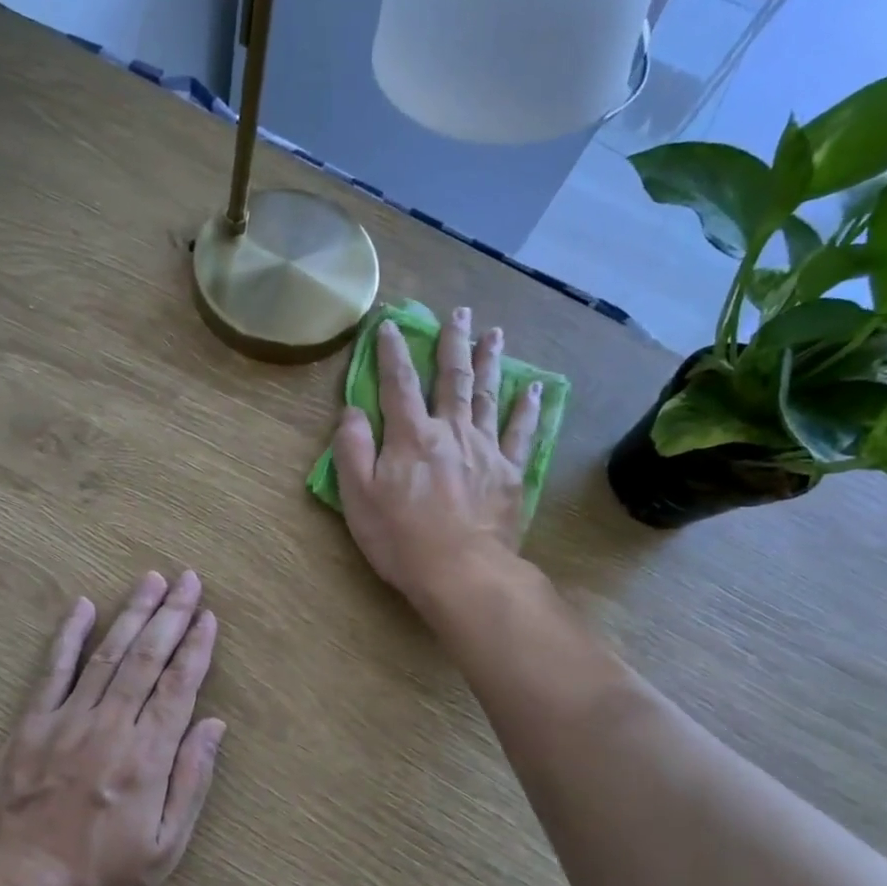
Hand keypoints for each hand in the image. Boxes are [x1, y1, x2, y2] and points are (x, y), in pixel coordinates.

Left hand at [0, 571, 225, 885]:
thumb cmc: (99, 879)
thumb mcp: (164, 849)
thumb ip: (191, 782)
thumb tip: (214, 726)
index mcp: (147, 757)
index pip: (179, 686)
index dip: (196, 647)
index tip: (208, 614)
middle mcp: (110, 727)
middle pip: (147, 658)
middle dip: (171, 614)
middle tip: (188, 578)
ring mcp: (67, 721)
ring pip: (107, 654)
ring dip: (132, 613)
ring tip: (151, 580)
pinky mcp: (30, 725)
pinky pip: (52, 671)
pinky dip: (68, 636)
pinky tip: (82, 606)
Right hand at [333, 307, 540, 609]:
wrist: (461, 572)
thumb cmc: (400, 538)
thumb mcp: (358, 496)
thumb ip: (352, 448)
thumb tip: (352, 410)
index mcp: (410, 436)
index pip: (398, 383)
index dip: (392, 351)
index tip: (391, 324)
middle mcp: (450, 431)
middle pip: (452, 378)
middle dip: (452, 343)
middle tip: (459, 313)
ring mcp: (485, 449)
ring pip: (487, 395)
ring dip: (489, 361)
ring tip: (494, 333)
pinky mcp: (510, 472)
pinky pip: (521, 432)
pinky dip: (527, 408)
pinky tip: (534, 388)